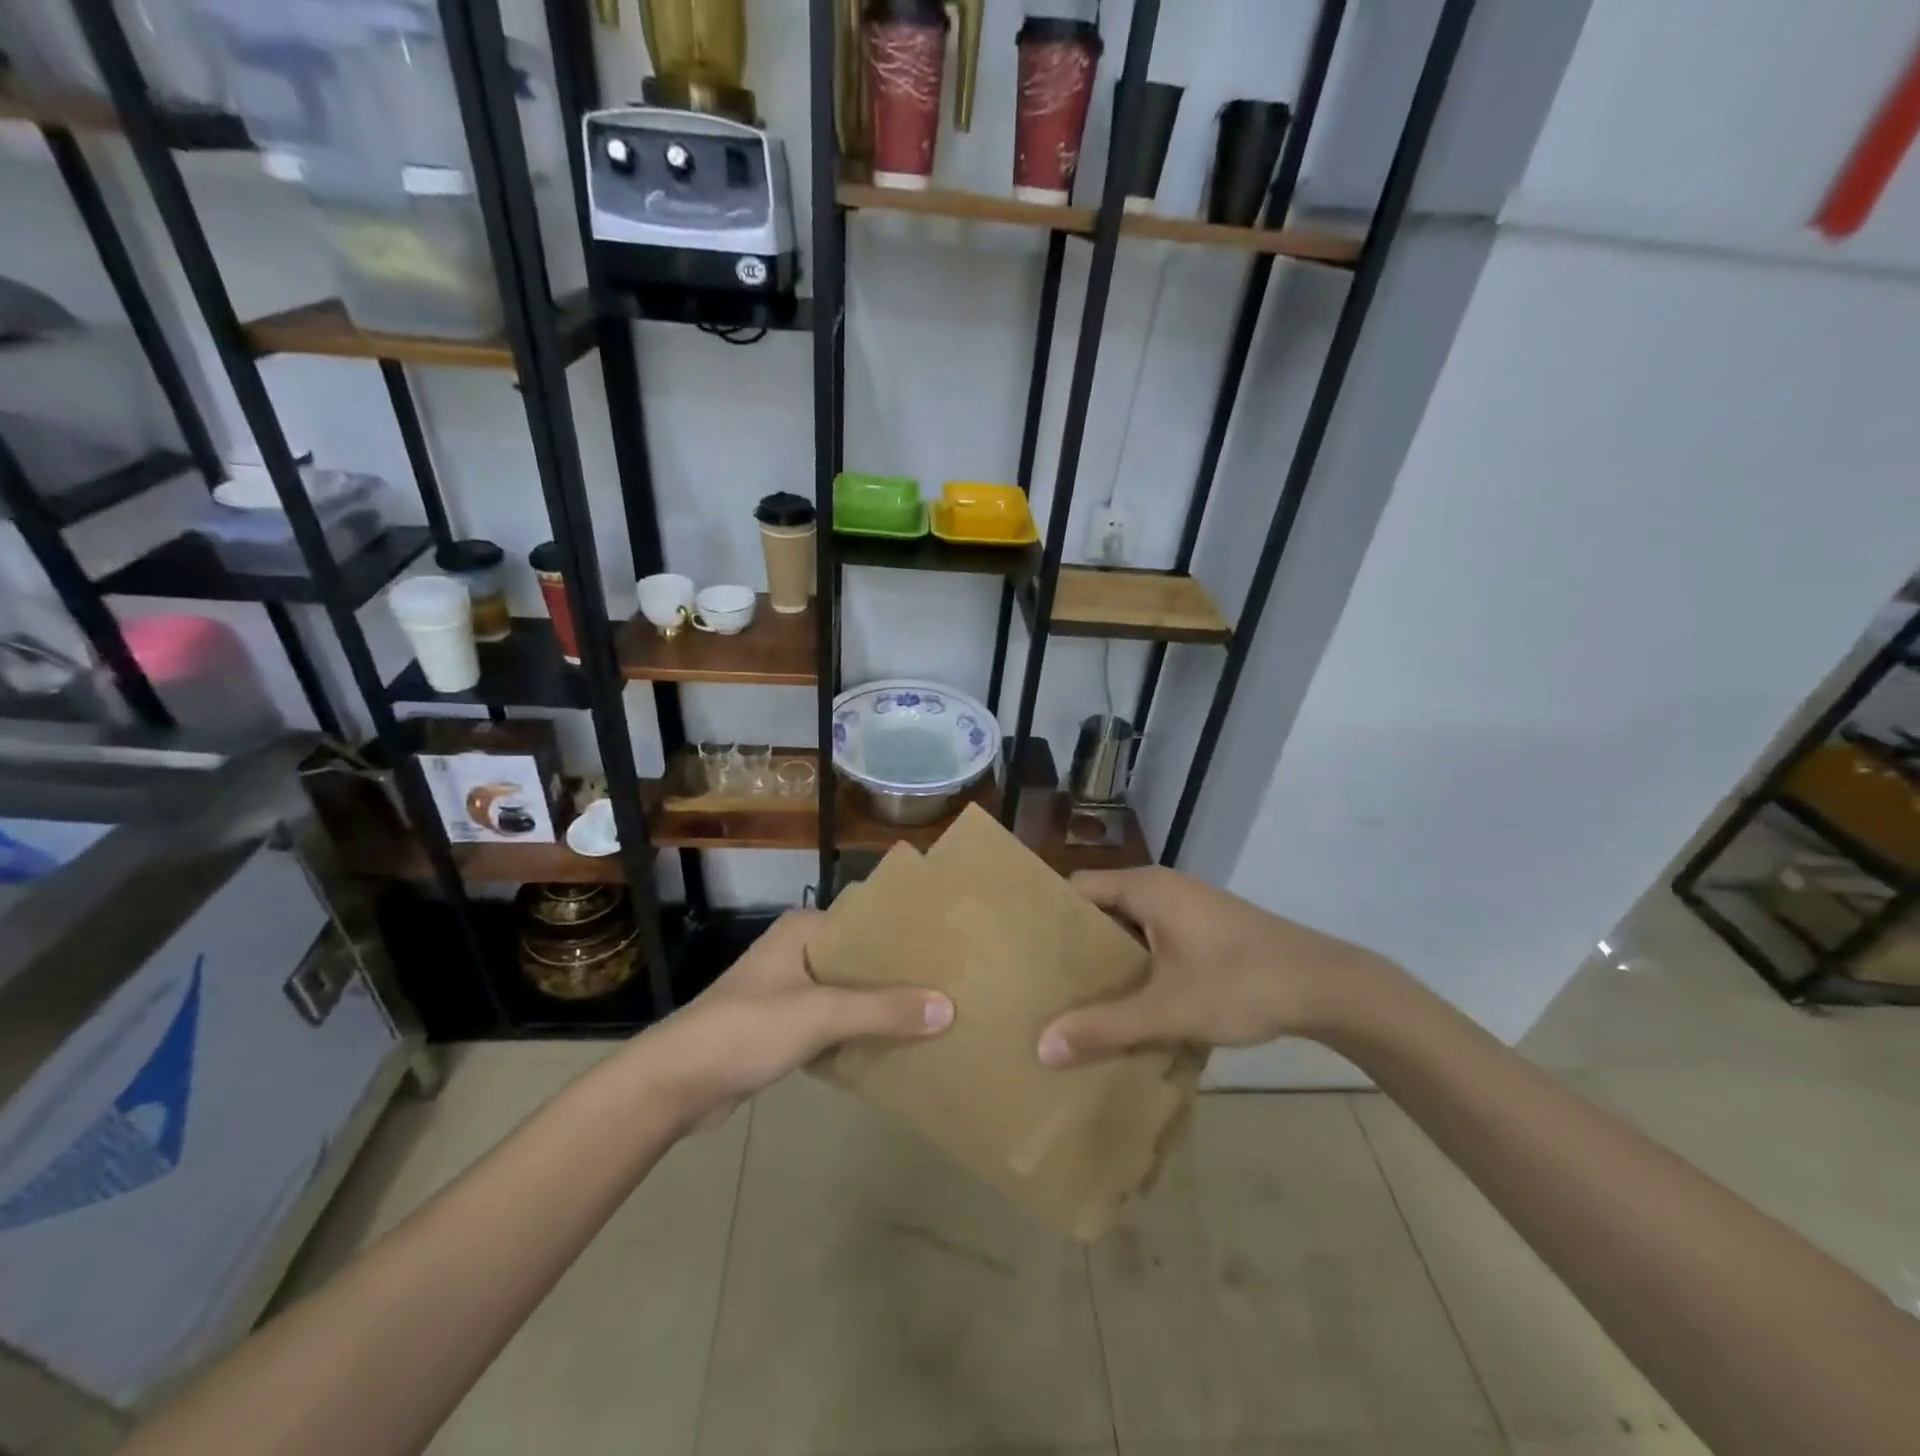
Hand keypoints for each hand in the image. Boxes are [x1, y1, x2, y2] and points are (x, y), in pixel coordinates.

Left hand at [638, 909, 952, 1130]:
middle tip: (950, 987)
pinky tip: (893, 1045)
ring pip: (848, 994)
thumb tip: (948, 1007)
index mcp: (803, 929)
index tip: (949, 953)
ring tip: (933, 1016)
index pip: (867, 923)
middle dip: (899, 977)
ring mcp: (789, 990)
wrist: (676, 1083)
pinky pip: (834, 1022)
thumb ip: (883, 1010)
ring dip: (880, 1007)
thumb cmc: (747, 1029)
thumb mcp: (820, 1014)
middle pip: (860, 960)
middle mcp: (798, 951)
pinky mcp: (783, 1027)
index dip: (906, 938)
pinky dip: (858, 1032)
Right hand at [1037, 867, 1399, 1067]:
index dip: (1048, 917)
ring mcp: (1188, 907)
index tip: (1021, 951)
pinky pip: (1156, 938)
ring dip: (1110, 959)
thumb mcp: (1167, 1010)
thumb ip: (1105, 1027)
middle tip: (1043, 983)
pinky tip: (1132, 1002)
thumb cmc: (1240, 984)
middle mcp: (1162, 887)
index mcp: (1145, 888)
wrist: (1327, 986)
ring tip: (1077, 998)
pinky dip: (1139, 964)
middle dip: (1075, 945)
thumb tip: (1042, 1047)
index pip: (1077, 889)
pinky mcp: (1207, 929)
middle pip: (1101, 909)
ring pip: (1131, 927)